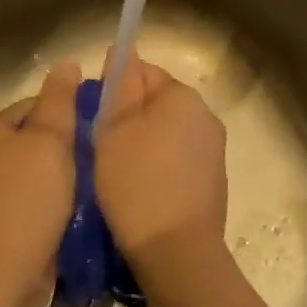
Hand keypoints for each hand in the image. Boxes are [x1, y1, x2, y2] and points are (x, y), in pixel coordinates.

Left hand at [0, 63, 81, 306]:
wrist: (4, 276)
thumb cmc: (27, 201)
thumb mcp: (49, 142)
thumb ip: (59, 102)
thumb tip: (66, 63)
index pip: (35, 105)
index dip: (70, 113)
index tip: (100, 129)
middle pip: (39, 138)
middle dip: (71, 147)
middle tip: (103, 158)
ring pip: (42, 170)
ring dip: (69, 177)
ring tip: (97, 183)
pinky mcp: (6, 221)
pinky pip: (39, 199)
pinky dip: (60, 201)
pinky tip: (82, 209)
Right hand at [94, 54, 227, 273]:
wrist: (176, 255)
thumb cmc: (137, 185)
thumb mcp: (114, 130)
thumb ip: (118, 87)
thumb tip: (122, 51)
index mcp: (183, 97)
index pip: (141, 71)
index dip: (112, 91)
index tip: (93, 119)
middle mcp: (205, 117)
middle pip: (154, 103)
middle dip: (126, 119)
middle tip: (99, 149)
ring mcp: (212, 152)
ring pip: (163, 134)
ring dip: (139, 145)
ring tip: (114, 174)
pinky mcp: (211, 182)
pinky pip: (175, 161)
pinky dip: (155, 169)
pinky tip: (137, 192)